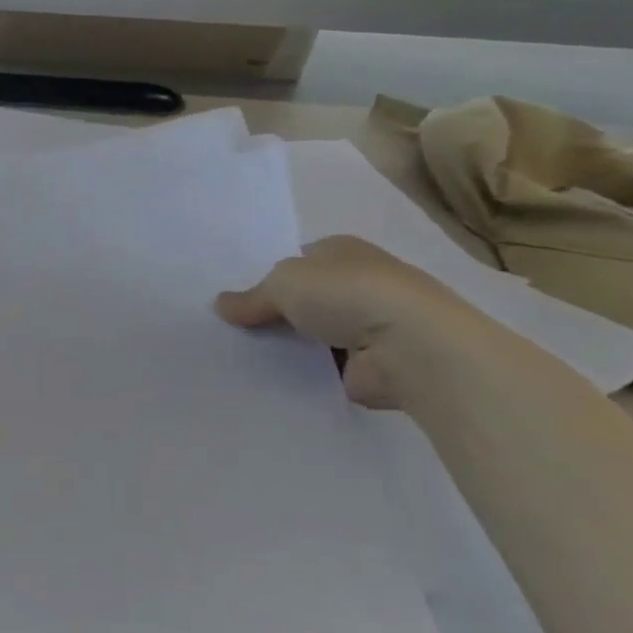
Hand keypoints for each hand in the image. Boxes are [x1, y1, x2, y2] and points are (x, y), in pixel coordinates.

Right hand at [214, 236, 479, 408]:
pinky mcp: (370, 364)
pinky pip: (322, 367)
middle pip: (302, 298)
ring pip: (311, 334)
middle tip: (230, 329)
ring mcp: (368, 325)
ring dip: (288, 345)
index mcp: (342, 251)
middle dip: (273, 313)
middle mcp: (358, 283)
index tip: (236, 299)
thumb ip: (251, 297)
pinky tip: (270, 380)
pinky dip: (303, 373)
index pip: (296, 261)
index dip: (266, 277)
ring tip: (241, 358)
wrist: (412, 348)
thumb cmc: (348, 294)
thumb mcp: (282, 283)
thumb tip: (220, 305)